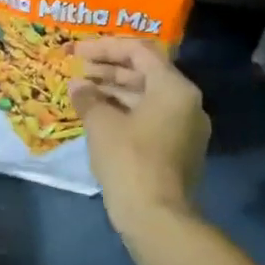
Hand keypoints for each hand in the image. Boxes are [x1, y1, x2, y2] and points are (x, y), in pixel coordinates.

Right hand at [71, 38, 208, 224]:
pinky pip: (150, 117)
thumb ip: (88, 97)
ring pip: (147, 96)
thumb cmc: (129, 160)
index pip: (139, 51)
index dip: (105, 47)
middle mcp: (187, 102)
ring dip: (114, 90)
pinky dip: (124, 111)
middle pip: (145, 72)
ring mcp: (185, 127)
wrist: (157, 217)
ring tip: (82, 91)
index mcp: (174, 88)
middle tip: (77, 69)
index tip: (77, 51)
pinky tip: (97, 115)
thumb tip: (78, 86)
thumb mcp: (101, 124)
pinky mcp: (178, 149)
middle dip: (109, 68)